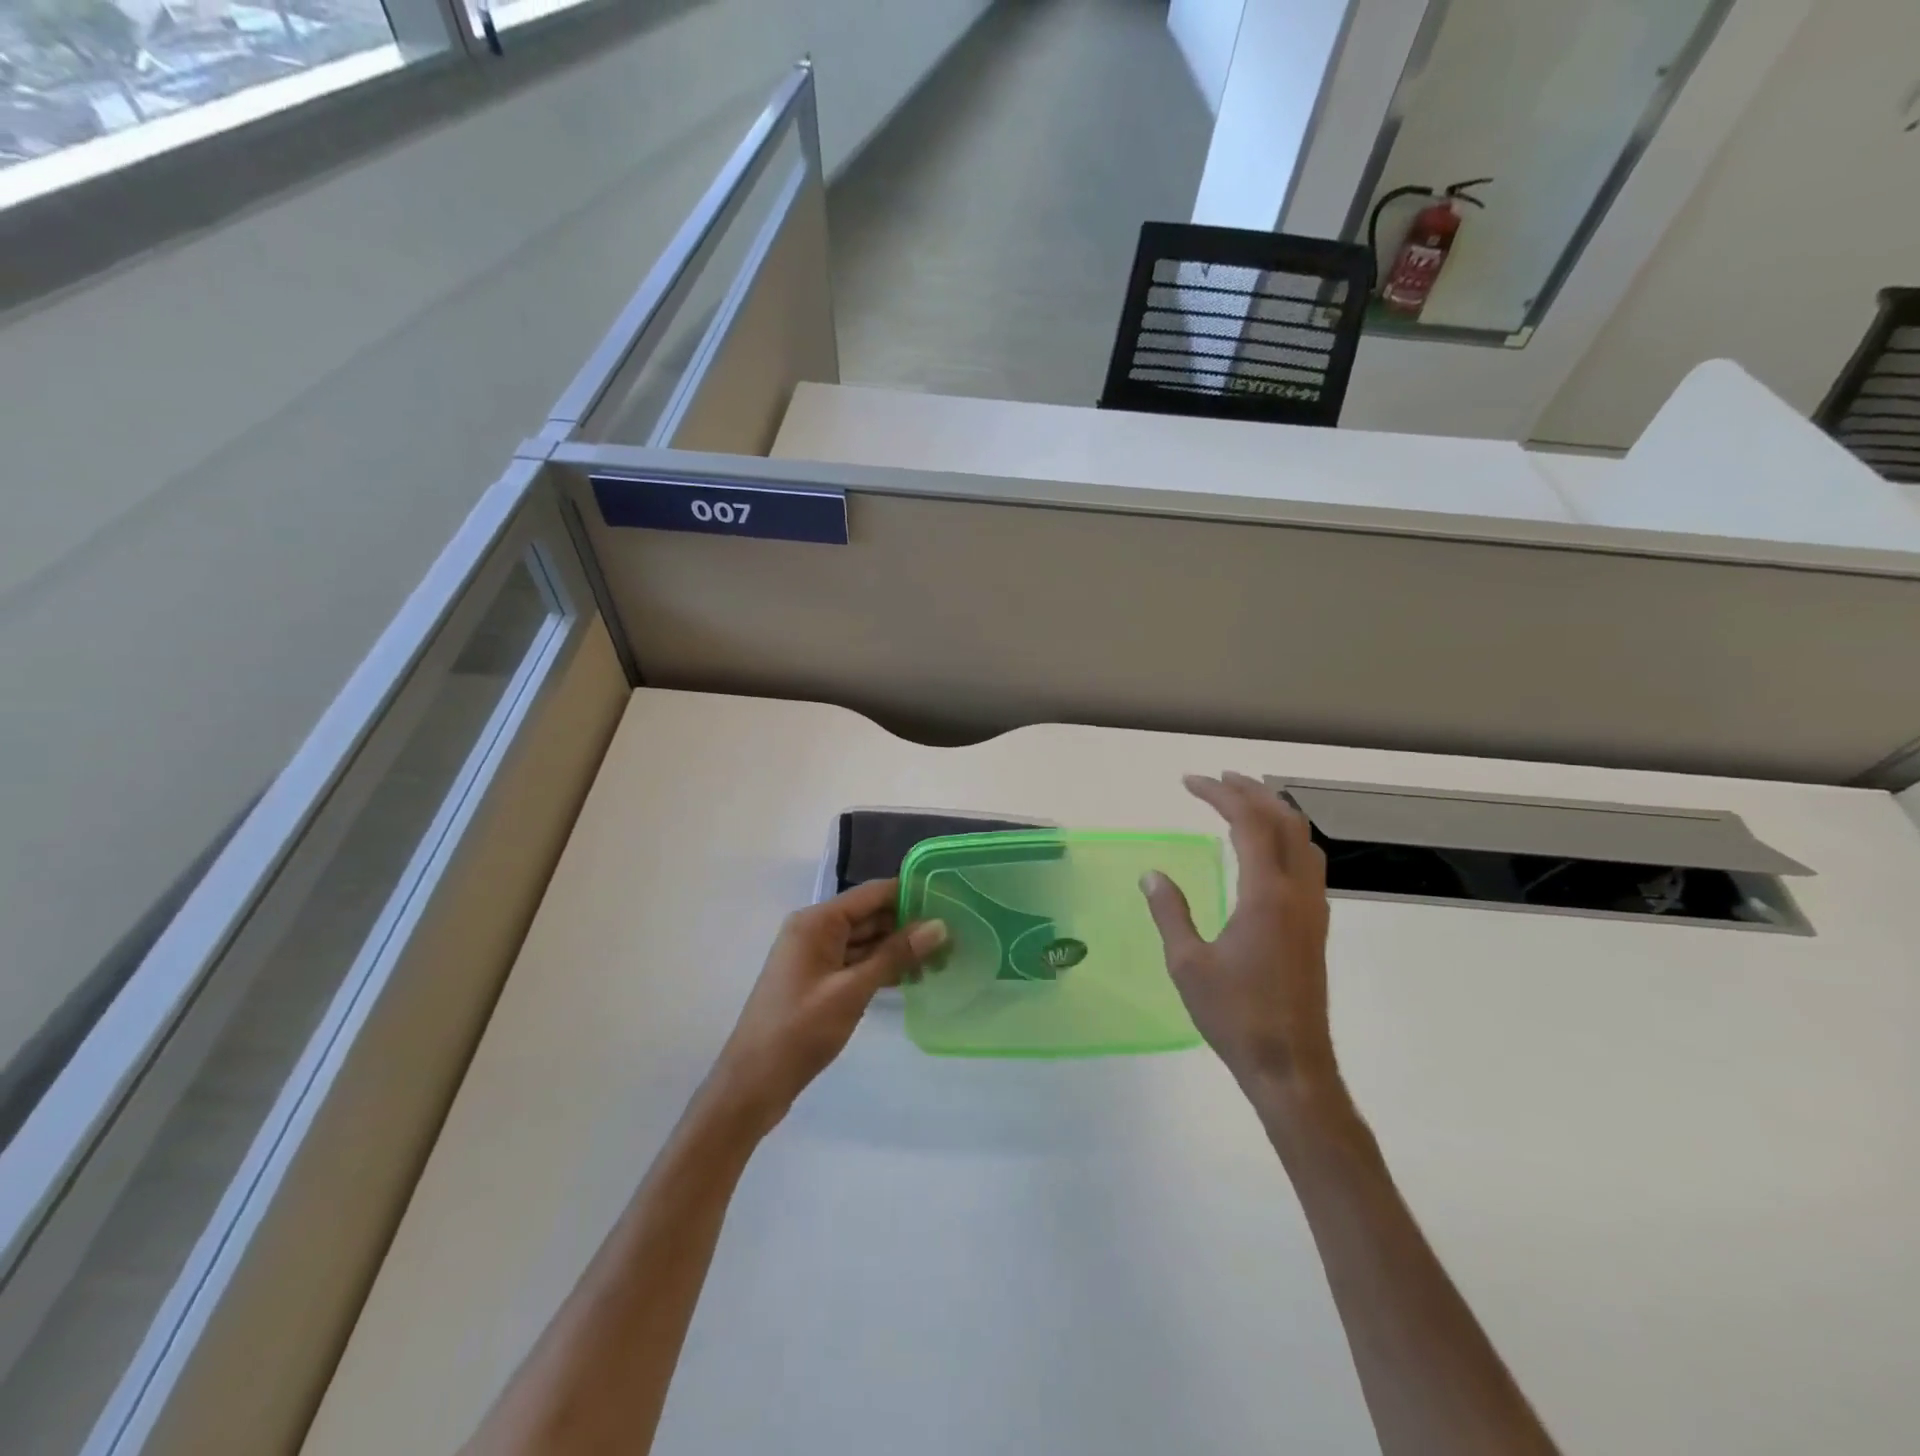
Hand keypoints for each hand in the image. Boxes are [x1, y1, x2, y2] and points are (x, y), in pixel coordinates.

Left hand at [705, 879, 946, 1135]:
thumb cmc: (798, 1032)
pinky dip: (882, 968)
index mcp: (817, 922)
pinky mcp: (818, 981)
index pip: (872, 894)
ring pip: (866, 941)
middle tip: (954, 938)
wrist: (751, 1085)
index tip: (949, 901)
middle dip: (909, 925)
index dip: (910, 894)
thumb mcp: (851, 991)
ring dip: (899, 950)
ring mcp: (815, 957)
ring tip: (942, 960)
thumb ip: (895, 956)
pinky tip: (913, 979)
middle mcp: (815, 930)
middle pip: (870, 916)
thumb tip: (939, 925)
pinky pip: (856, 963)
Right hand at [1142, 772, 1338, 1099]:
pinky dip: (1286, 837)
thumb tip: (1152, 874)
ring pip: (1303, 839)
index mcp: (1266, 894)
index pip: (1248, 822)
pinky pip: (1308, 862)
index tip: (1189, 782)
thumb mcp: (1188, 964)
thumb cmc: (1235, 1015)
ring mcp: (1313, 908)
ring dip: (1274, 811)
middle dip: (1251, 791)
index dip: (1220, 794)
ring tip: (1243, 802)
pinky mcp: (1316, 926)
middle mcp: (1297, 892)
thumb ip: (1170, 912)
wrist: (1292, 1065)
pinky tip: (1265, 850)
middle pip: (1283, 820)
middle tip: (1217, 780)